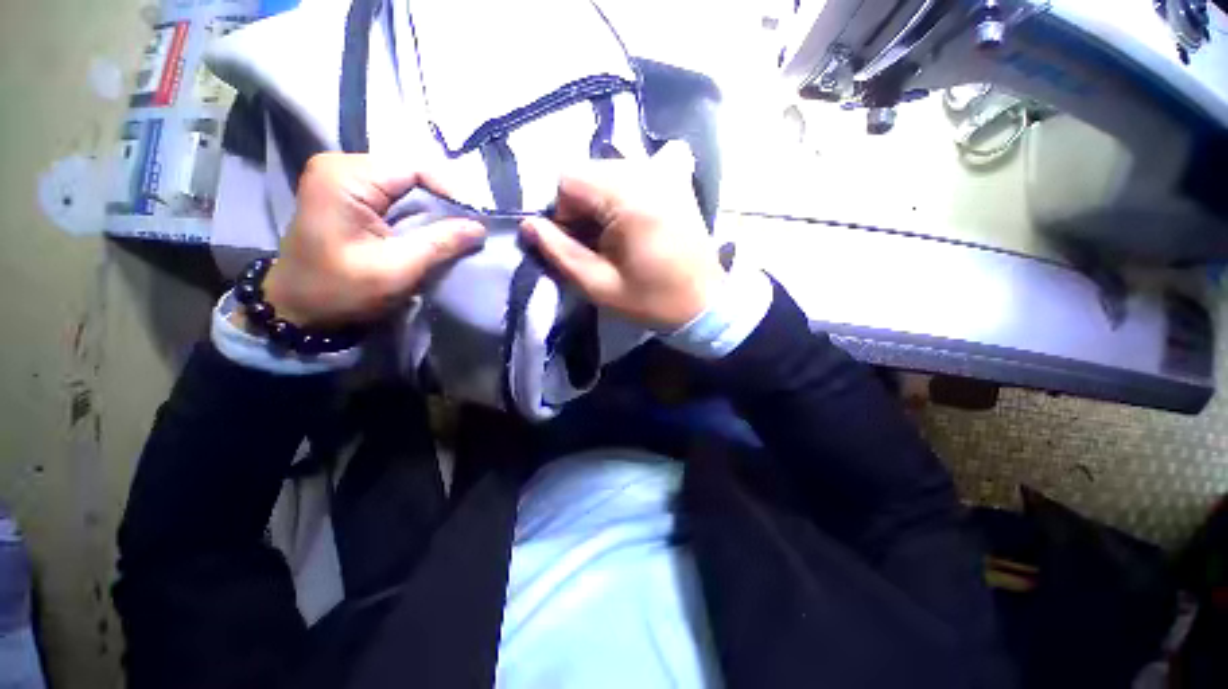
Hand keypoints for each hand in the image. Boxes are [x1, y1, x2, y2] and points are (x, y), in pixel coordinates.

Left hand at [261, 153, 484, 327]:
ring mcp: (340, 177)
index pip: (414, 168)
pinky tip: (429, 228)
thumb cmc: (342, 290)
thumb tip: (481, 227)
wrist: (298, 308)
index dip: (450, 191)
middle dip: (442, 200)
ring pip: (404, 183)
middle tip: (469, 227)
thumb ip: (441, 243)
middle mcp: (340, 166)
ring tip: (454, 229)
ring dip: (431, 207)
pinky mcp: (345, 193)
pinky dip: (415, 211)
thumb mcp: (398, 268)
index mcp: (345, 177)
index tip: (475, 220)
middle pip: (409, 173)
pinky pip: (393, 193)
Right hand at [519, 143, 723, 330]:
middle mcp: (648, 170)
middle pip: (588, 170)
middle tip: (598, 242)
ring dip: (603, 198)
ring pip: (610, 168)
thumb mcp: (600, 287)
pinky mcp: (680, 178)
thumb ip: (560, 253)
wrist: (704, 304)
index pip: (568, 179)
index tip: (578, 244)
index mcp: (629, 198)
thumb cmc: (653, 300)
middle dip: (582, 205)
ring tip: (618, 233)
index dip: (563, 213)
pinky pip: (642, 164)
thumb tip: (530, 224)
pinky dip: (630, 183)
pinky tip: (638, 209)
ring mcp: (668, 169)